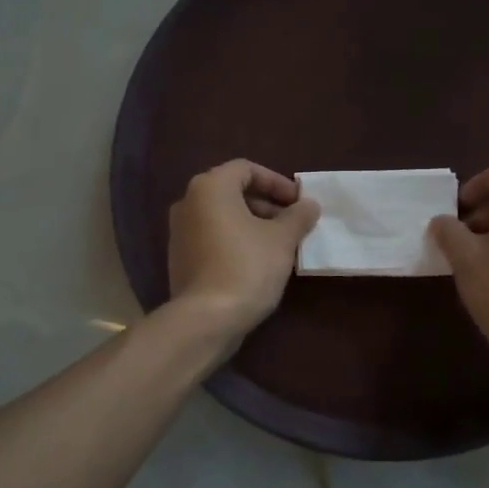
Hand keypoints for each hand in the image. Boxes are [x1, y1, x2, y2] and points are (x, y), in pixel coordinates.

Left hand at [167, 160, 319, 337]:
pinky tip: (257, 263)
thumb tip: (309, 205)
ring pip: (222, 217)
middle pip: (232, 192)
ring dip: (252, 224)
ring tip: (280, 245)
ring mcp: (179, 232)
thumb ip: (298, 216)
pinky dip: (235, 241)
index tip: (298, 202)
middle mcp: (188, 202)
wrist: (206, 318)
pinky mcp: (179, 258)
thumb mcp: (282, 239)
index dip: (276, 182)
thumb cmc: (247, 267)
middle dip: (266, 205)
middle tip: (292, 223)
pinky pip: (212, 238)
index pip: (246, 169)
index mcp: (210, 187)